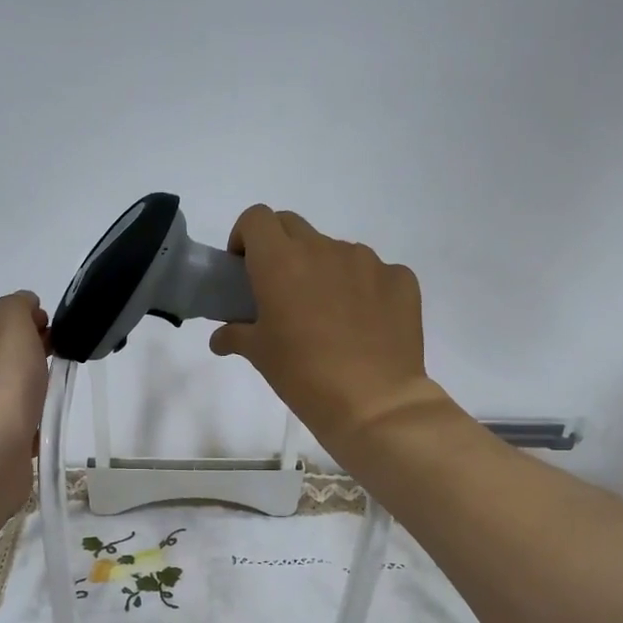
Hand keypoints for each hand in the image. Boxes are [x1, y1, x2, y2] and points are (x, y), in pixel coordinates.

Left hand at [0, 291, 49, 520]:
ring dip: (28, 391)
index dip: (28, 323)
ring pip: (4, 389)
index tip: (52, 335)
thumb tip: (25, 307)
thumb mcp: (12, 321)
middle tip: (55, 365)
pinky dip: (24, 422)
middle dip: (29, 357)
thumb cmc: (0, 380)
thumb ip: (18, 305)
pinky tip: (38, 427)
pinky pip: (8, 422)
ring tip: (48, 399)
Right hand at [209, 207, 450, 452]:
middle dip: (280, 249)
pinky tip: (363, 325)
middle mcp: (324, 249)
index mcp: (281, 262)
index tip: (245, 268)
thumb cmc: (303, 376)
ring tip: (328, 315)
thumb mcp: (260, 356)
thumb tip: (221, 337)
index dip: (246, 237)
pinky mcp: (400, 279)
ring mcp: (367, 261)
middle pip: (293, 227)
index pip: (257, 219)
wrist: (374, 403)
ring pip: (335, 251)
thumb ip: (235, 336)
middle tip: (280, 291)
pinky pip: (374, 273)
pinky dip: (362, 289)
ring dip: (323, 270)